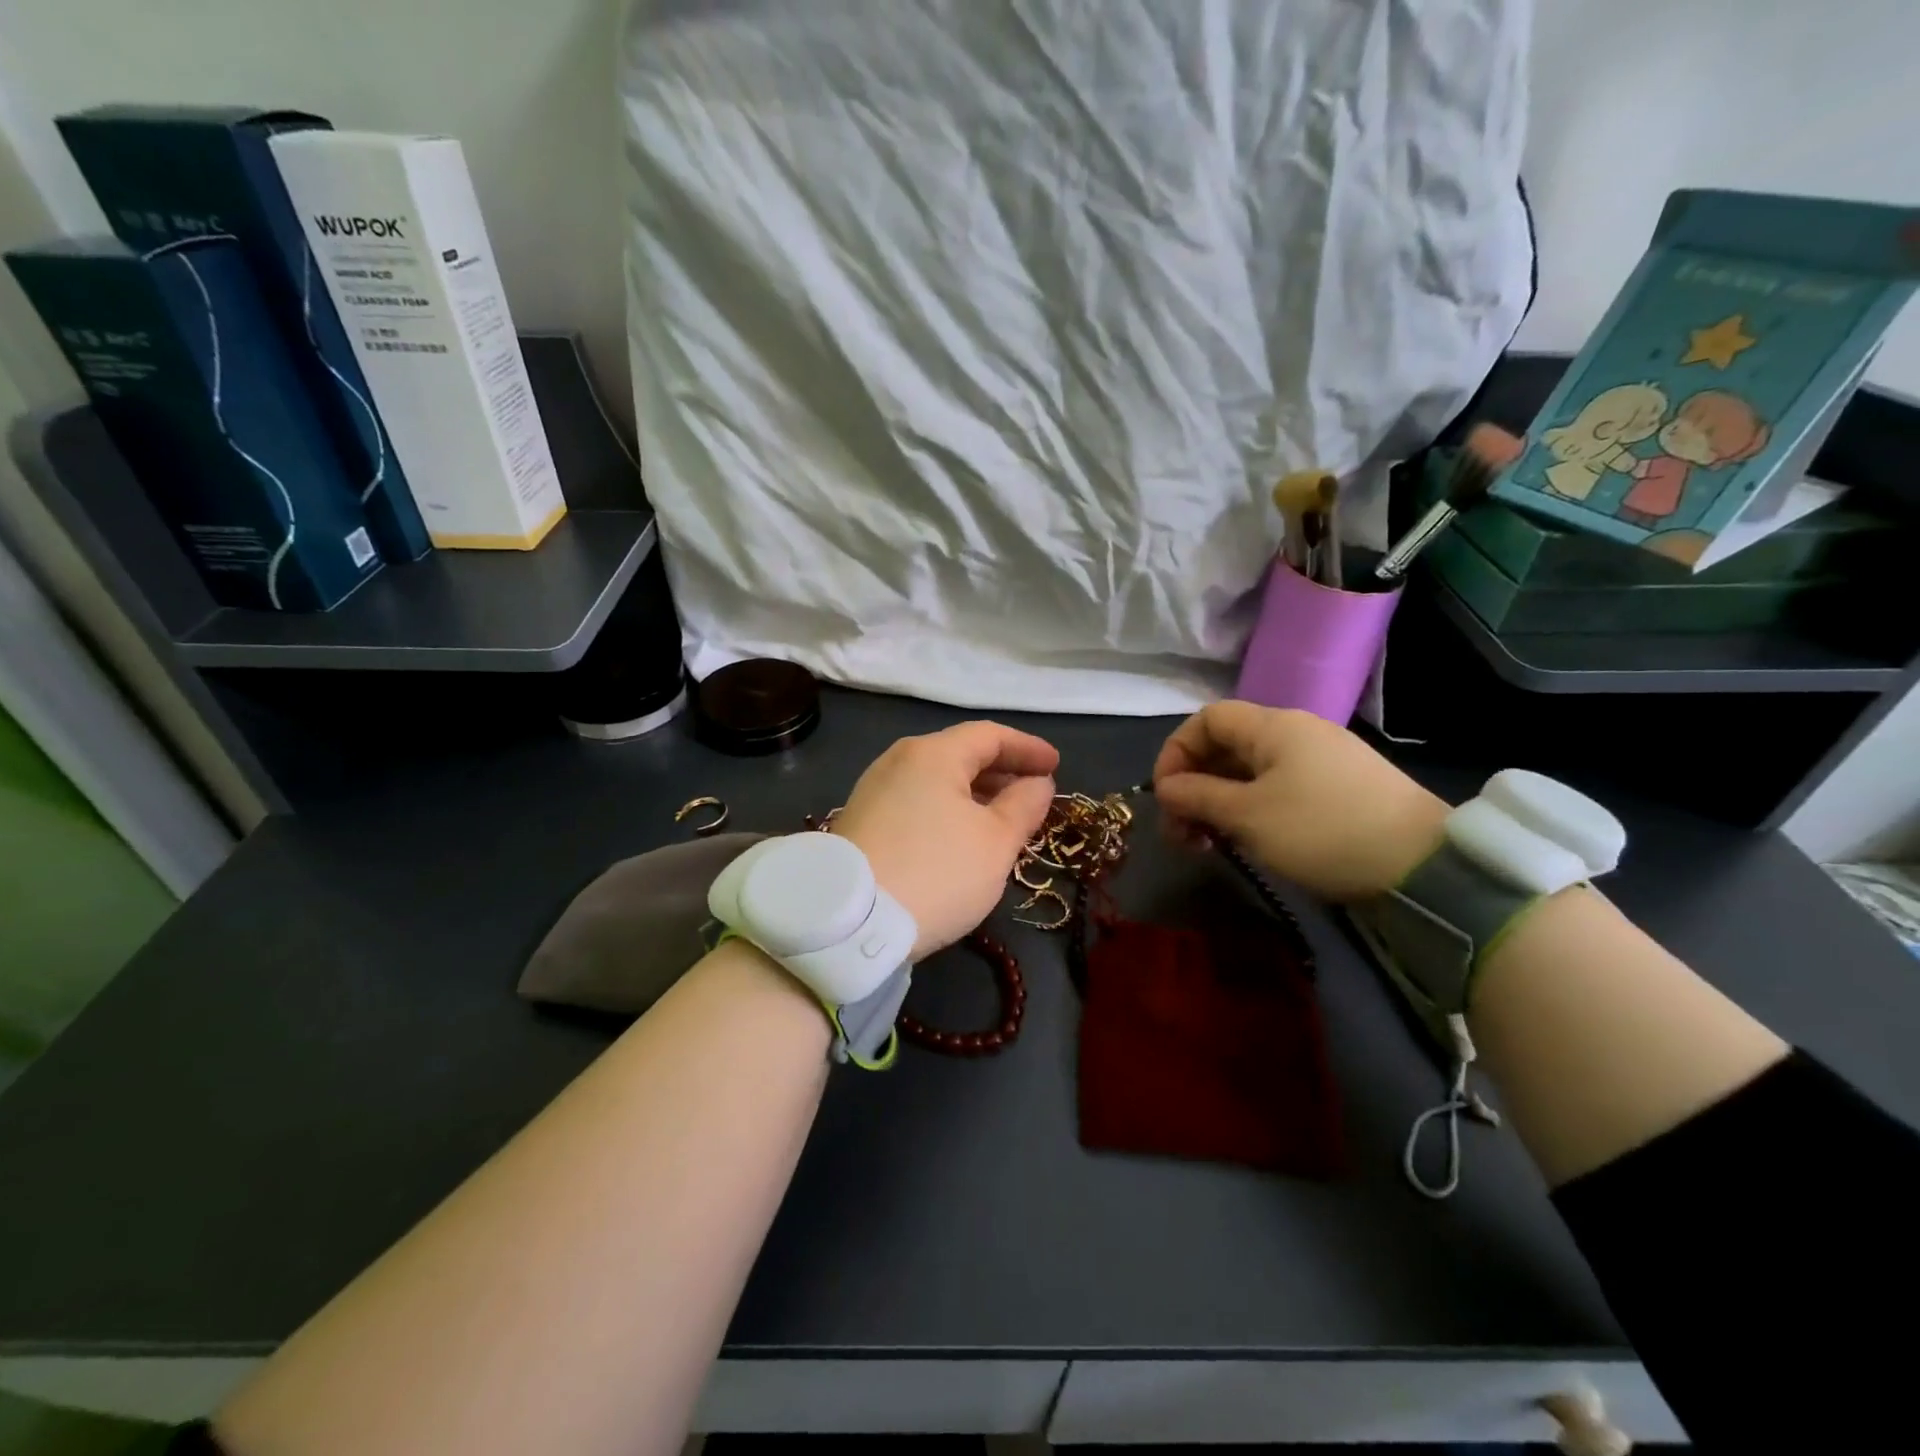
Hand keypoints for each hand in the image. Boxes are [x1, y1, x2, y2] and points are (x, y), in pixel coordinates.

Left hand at [833, 721, 1058, 957]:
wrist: (851, 922)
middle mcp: (898, 760)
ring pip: (937, 779)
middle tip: (1033, 795)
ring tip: (1003, 819)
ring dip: (975, 793)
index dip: (1027, 748)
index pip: (990, 735)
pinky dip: (948, 808)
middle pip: (960, 753)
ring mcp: (874, 790)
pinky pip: (916, 800)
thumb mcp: (996, 842)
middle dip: (1002, 771)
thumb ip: (1024, 805)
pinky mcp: (862, 820)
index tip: (1055, 767)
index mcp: (933, 753)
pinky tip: (961, 837)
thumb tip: (1038, 783)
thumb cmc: (937, 872)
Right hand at [1150, 702, 1449, 901]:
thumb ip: (1197, 795)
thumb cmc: (1321, 830)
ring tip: (1209, 844)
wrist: (1422, 864)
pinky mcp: (1336, 789)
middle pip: (1225, 747)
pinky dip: (1249, 810)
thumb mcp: (1247, 815)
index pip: (1206, 720)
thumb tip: (1164, 787)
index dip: (1175, 752)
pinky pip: (1276, 788)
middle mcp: (1295, 733)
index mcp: (1273, 727)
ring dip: (1218, 803)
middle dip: (1193, 786)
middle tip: (1182, 833)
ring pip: (1249, 772)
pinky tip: (1247, 842)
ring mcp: (1319, 761)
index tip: (1164, 796)